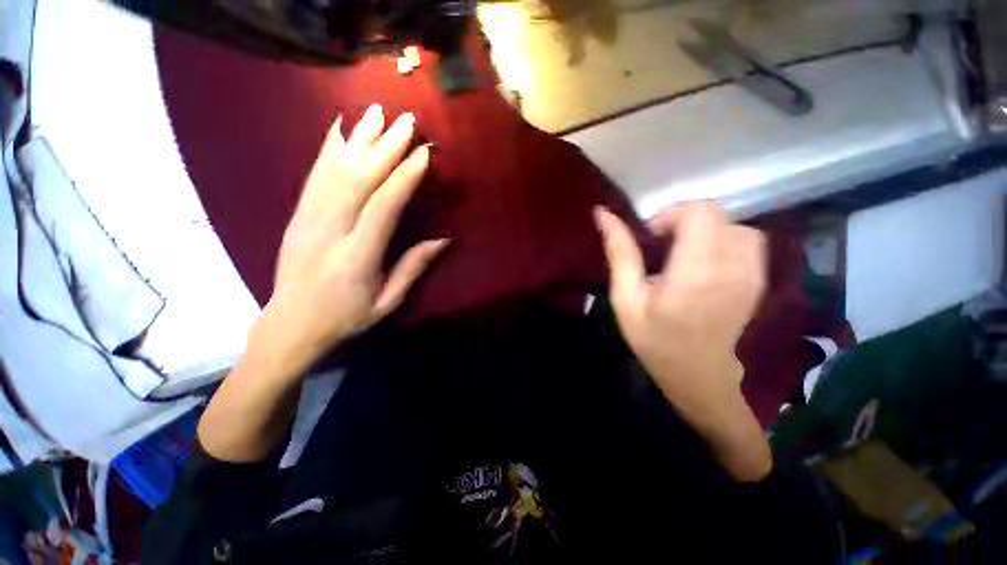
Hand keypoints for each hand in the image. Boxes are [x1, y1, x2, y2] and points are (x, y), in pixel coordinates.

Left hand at [256, 104, 445, 374]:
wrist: (290, 324)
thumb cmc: (346, 317)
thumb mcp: (387, 302)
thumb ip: (412, 268)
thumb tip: (442, 240)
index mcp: (356, 257)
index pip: (383, 208)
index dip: (404, 178)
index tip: (423, 154)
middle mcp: (329, 231)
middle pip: (358, 180)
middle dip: (384, 147)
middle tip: (405, 120)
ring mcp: (307, 220)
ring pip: (334, 171)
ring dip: (358, 138)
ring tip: (376, 112)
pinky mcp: (297, 215)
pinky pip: (313, 176)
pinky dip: (328, 149)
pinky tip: (339, 129)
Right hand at [594, 200, 770, 480]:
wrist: (699, 376)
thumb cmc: (654, 339)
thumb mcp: (625, 299)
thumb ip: (619, 253)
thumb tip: (602, 213)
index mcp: (697, 271)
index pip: (700, 212)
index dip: (671, 215)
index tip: (652, 238)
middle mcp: (733, 266)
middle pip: (715, 213)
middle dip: (683, 221)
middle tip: (661, 248)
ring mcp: (752, 273)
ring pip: (733, 224)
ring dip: (704, 231)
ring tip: (682, 256)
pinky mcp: (759, 279)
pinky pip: (745, 240)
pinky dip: (722, 240)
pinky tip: (703, 265)